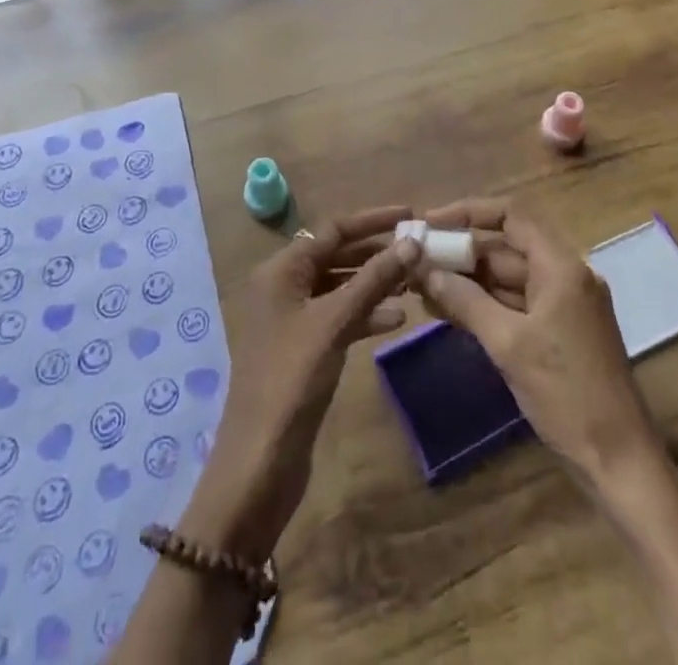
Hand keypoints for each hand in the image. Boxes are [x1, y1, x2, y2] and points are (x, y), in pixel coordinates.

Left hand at [182, 207, 419, 558]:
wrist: (259, 464)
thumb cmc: (292, 380)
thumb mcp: (335, 323)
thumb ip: (373, 280)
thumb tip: (412, 242)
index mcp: (281, 270)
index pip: (333, 229)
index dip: (372, 220)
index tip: (410, 213)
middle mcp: (284, 286)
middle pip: (336, 255)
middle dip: (376, 252)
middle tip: (419, 250)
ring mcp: (292, 319)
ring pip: (340, 287)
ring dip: (374, 283)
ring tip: (414, 283)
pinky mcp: (303, 349)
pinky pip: (339, 317)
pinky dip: (366, 314)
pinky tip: (397, 320)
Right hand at [414, 198, 658, 488]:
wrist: (620, 462)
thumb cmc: (567, 395)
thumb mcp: (508, 345)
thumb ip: (465, 301)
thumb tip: (425, 270)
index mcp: (562, 267)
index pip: (512, 216)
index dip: (469, 212)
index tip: (431, 222)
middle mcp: (565, 275)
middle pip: (507, 247)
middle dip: (461, 253)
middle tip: (417, 261)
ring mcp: (564, 305)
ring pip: (508, 278)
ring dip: (468, 281)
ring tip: (421, 287)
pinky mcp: (560, 332)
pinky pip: (516, 304)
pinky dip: (484, 305)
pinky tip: (448, 311)